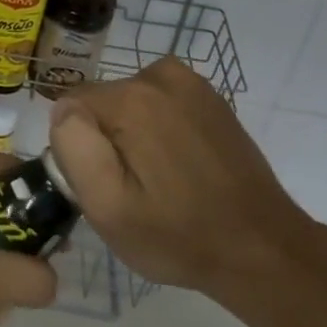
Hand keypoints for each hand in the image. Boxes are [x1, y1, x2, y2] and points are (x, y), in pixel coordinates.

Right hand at [51, 58, 325, 326]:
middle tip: (132, 189)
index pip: (70, 107)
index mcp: (130, 99)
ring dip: (131, 133)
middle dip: (105, 139)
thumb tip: (64, 110)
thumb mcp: (108, 208)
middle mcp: (159, 76)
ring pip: (129, 101)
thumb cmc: (178, 236)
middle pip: (101, 102)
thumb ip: (75, 148)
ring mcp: (190, 83)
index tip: (102, 183)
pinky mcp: (211, 98)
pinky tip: (179, 165)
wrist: (262, 249)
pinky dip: (159, 127)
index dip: (79, 148)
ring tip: (157, 179)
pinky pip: (159, 103)